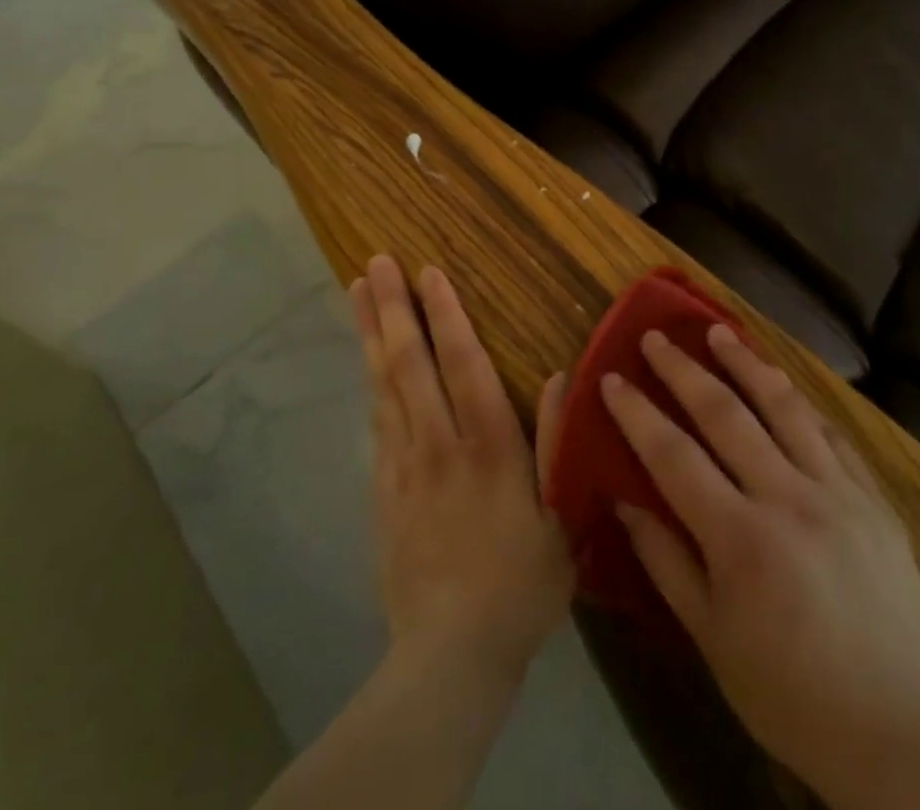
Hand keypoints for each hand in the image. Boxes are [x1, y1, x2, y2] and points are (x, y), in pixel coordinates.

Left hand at [351, 256, 572, 680]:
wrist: (451, 654)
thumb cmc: (520, 583)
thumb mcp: (561, 517)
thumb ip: (556, 441)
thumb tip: (557, 375)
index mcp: (488, 445)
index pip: (463, 363)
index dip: (446, 314)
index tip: (428, 272)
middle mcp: (440, 442)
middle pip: (411, 363)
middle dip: (394, 308)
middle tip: (375, 263)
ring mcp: (404, 464)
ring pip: (385, 384)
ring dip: (373, 333)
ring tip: (358, 291)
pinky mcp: (383, 489)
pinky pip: (376, 421)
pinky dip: (370, 381)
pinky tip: (366, 357)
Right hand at [601, 322, 919, 799]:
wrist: (895, 735)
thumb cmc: (786, 691)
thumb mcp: (710, 636)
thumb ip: (664, 558)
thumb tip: (623, 497)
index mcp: (741, 539)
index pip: (673, 455)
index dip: (637, 412)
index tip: (611, 379)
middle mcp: (788, 499)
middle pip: (725, 414)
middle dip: (683, 370)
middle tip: (654, 337)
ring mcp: (838, 493)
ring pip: (784, 407)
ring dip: (745, 363)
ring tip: (716, 331)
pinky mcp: (873, 498)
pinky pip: (831, 433)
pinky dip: (797, 402)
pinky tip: (778, 382)